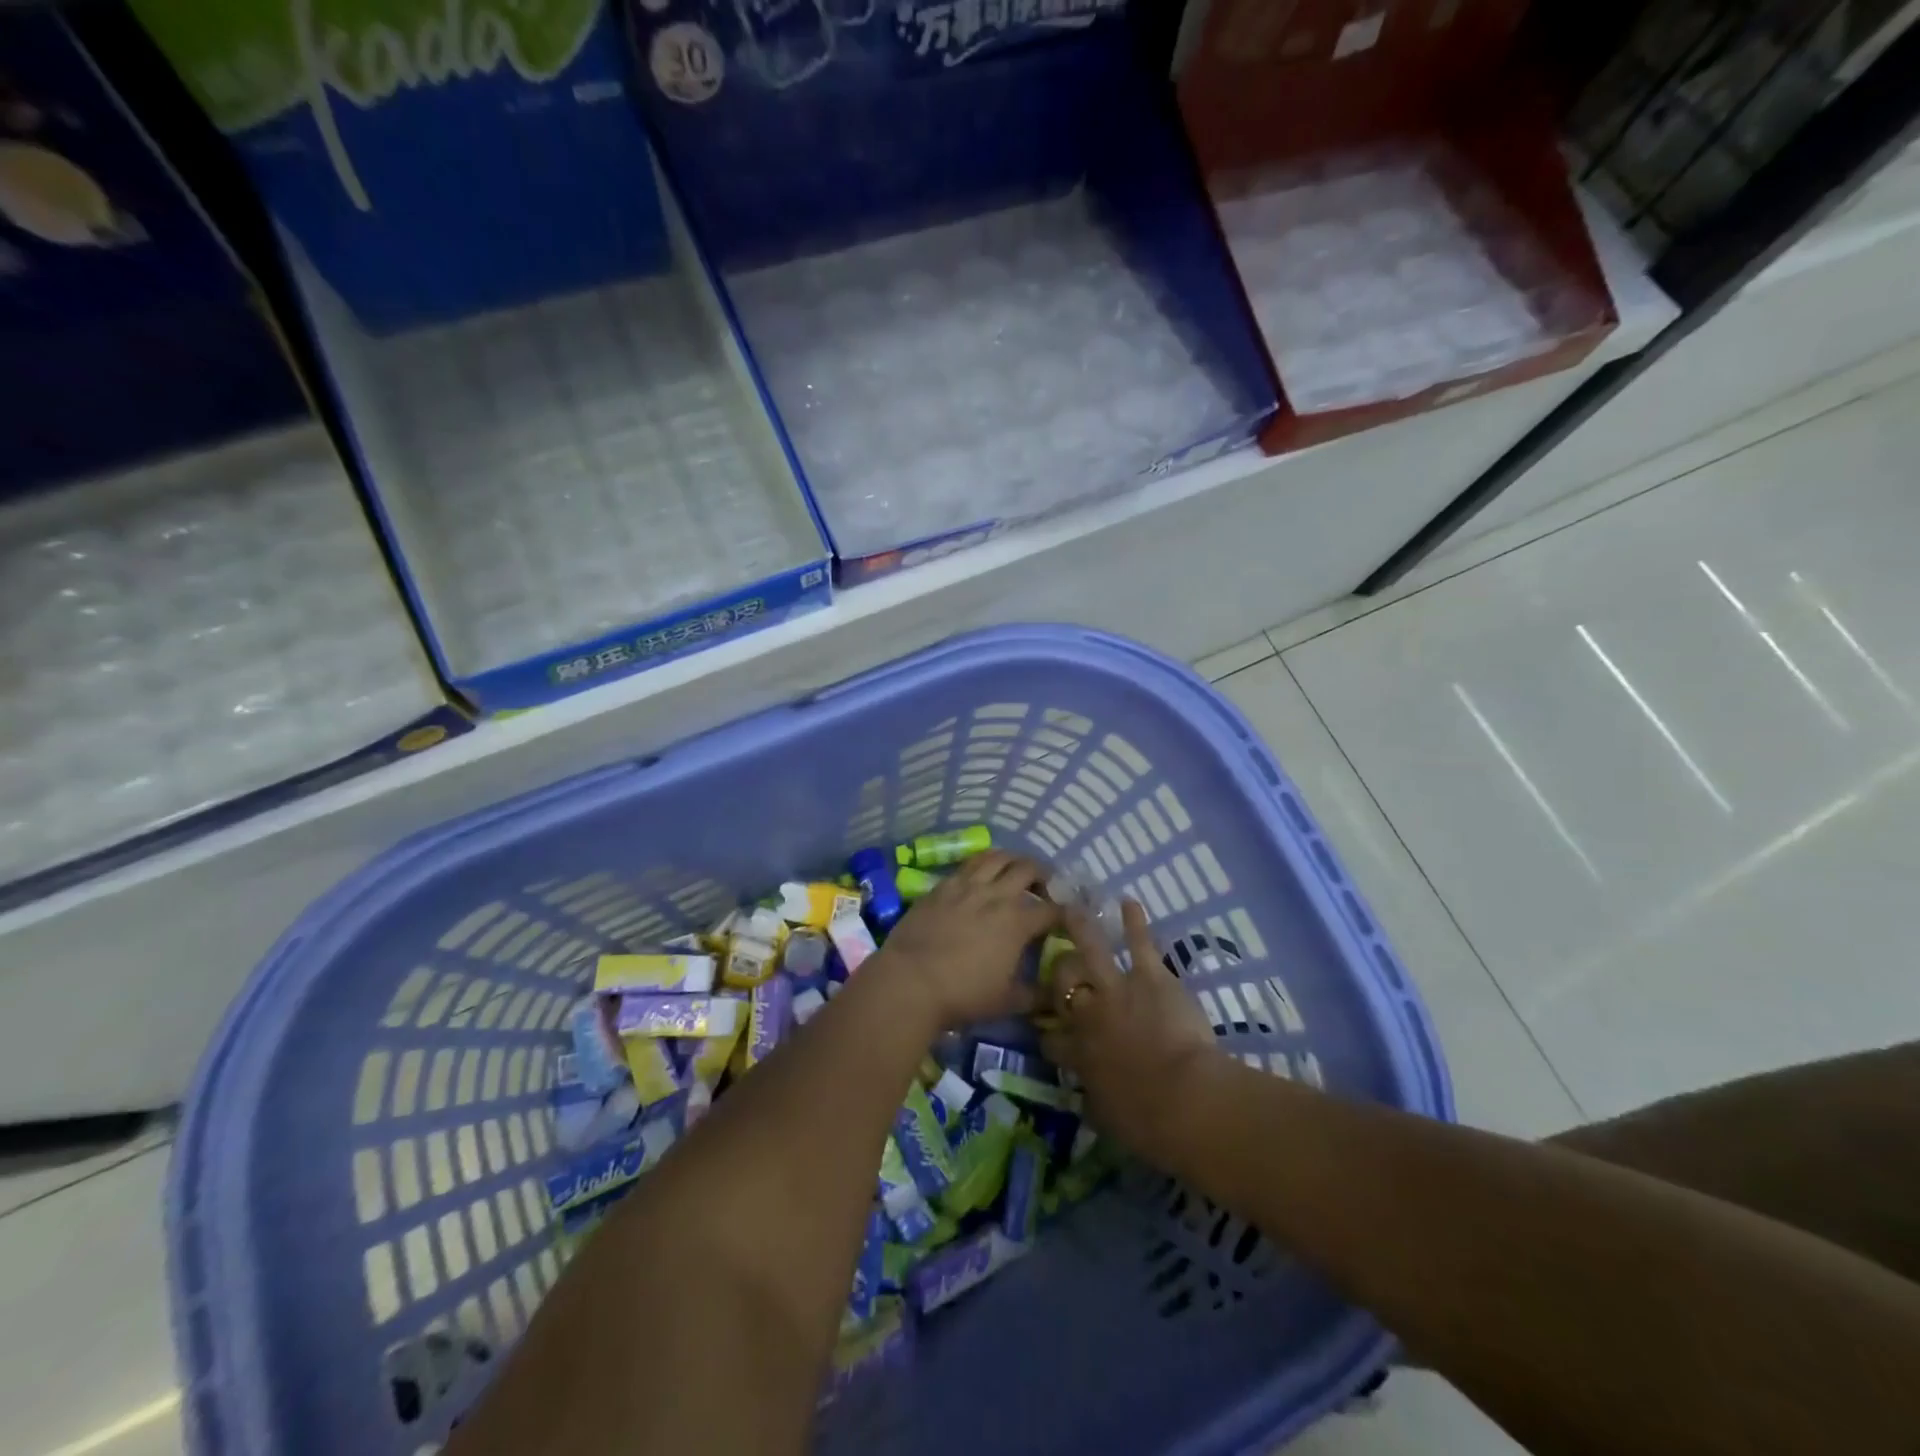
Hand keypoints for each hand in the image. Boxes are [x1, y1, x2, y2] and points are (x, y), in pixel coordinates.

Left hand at [874, 851, 1059, 1030]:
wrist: (910, 981)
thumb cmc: (962, 994)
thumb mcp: (1006, 1002)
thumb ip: (1034, 996)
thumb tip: (1053, 996)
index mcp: (1018, 922)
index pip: (1052, 910)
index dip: (1065, 913)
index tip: (1068, 918)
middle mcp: (996, 895)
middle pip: (1028, 869)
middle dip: (1043, 875)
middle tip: (1043, 888)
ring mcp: (967, 886)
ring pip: (997, 857)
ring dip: (1012, 860)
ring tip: (1014, 871)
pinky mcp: (941, 886)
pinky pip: (968, 865)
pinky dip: (982, 865)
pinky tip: (981, 877)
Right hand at [1040, 900, 1223, 1159]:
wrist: (1182, 1101)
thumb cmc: (1146, 1122)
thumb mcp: (1106, 1119)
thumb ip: (1093, 1100)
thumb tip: (1088, 1097)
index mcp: (1078, 1054)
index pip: (1051, 1039)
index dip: (1048, 1034)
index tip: (1049, 1033)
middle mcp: (1088, 1015)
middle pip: (1062, 984)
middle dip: (1059, 974)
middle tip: (1060, 966)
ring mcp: (1116, 990)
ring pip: (1090, 950)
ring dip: (1081, 926)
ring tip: (1072, 907)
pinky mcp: (1149, 977)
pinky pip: (1139, 943)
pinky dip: (1134, 921)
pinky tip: (1130, 902)